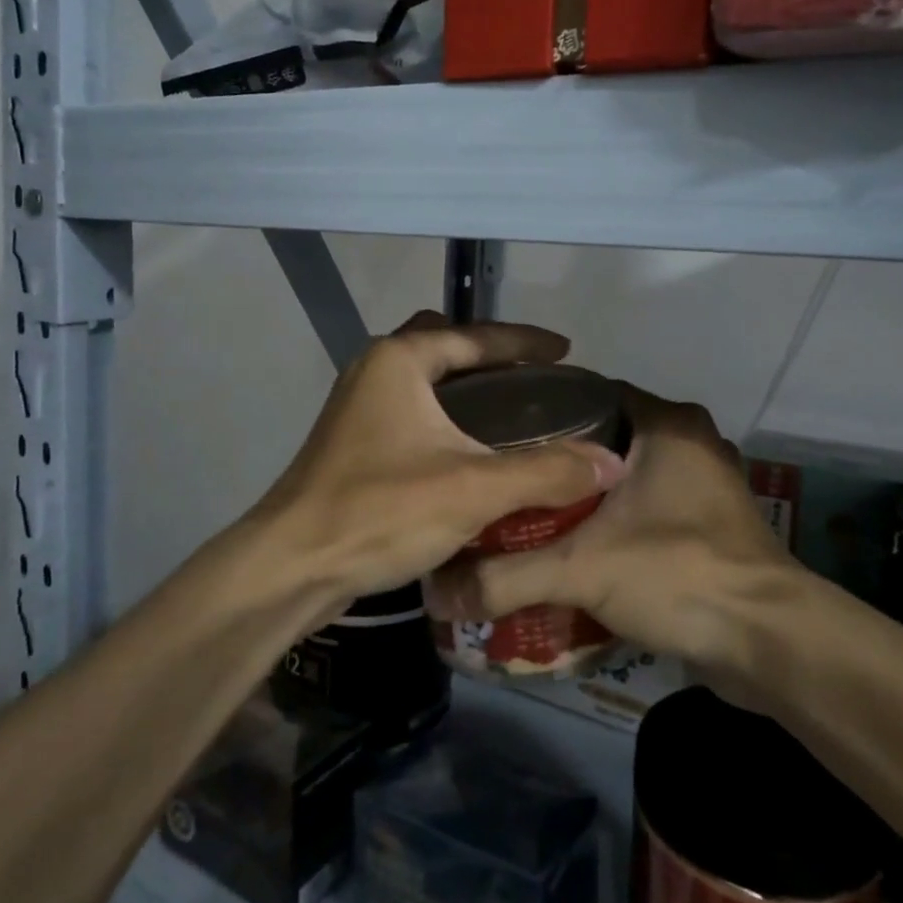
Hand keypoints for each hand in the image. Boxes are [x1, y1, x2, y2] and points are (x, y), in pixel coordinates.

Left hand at [254, 313, 625, 605]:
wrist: (291, 566)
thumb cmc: (380, 511)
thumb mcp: (474, 489)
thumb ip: (546, 472)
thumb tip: (612, 462)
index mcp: (399, 360)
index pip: (476, 335)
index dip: (526, 341)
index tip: (566, 351)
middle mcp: (374, 371)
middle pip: (444, 345)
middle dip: (489, 355)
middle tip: (532, 378)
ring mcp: (358, 407)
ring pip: (425, 380)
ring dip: (466, 387)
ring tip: (511, 410)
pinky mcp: (353, 443)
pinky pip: (412, 412)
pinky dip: (445, 416)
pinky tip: (471, 450)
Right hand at [427, 385, 800, 677]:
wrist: (768, 642)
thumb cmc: (678, 573)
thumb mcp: (581, 569)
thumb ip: (506, 576)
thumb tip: (437, 591)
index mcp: (667, 424)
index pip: (590, 393)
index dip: (543, 410)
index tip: (499, 433)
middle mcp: (692, 441)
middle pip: (608, 435)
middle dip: (560, 457)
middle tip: (509, 477)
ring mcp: (708, 483)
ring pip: (632, 473)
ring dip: (591, 492)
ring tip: (535, 509)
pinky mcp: (714, 523)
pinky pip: (653, 505)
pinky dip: (620, 519)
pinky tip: (582, 543)